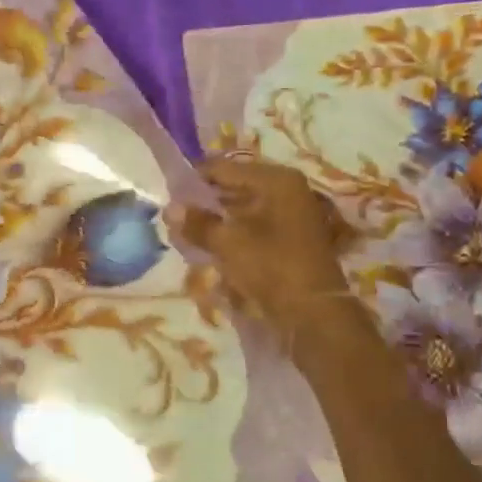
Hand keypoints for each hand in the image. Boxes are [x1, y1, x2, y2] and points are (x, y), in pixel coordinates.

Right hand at [175, 157, 359, 347]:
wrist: (314, 313)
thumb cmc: (271, 267)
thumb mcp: (228, 243)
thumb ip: (197, 223)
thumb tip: (169, 208)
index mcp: (276, 180)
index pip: (223, 168)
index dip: (193, 180)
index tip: (168, 195)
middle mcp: (286, 190)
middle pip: (234, 187)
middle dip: (204, 202)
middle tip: (175, 217)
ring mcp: (291, 214)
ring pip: (242, 209)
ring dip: (216, 220)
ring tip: (187, 234)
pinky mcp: (290, 238)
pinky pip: (253, 227)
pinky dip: (232, 234)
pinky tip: (210, 247)